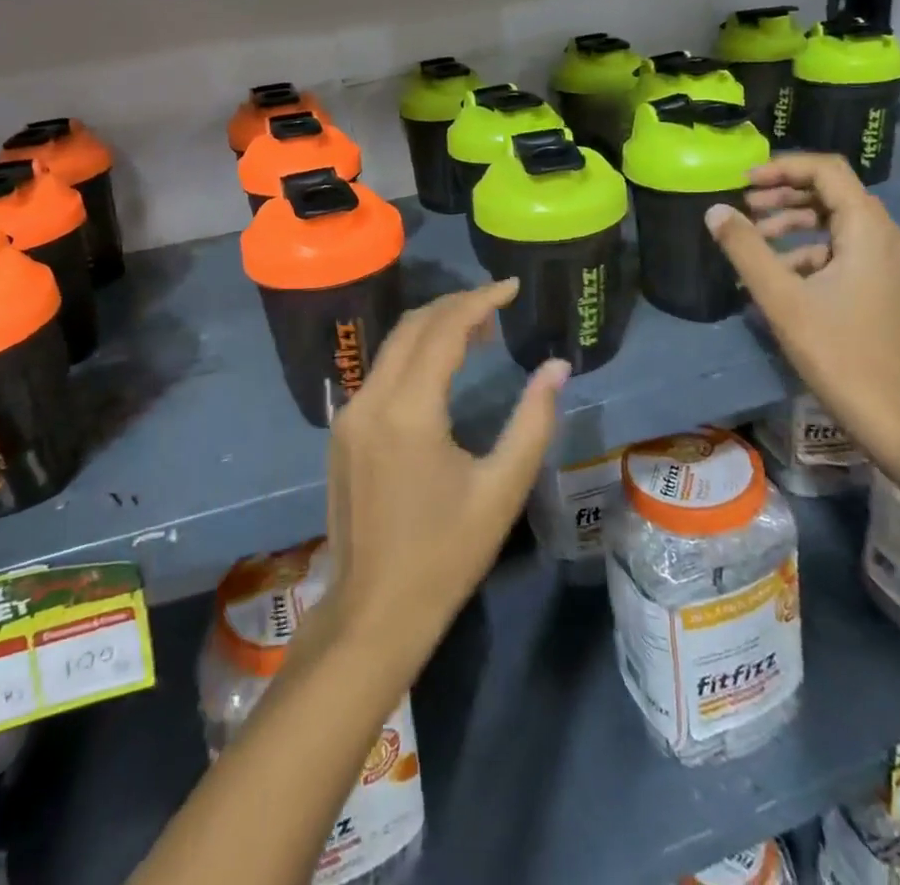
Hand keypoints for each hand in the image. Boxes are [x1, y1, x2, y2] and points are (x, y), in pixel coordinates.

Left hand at [321, 281, 566, 676]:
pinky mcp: (343, 430)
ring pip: (392, 346)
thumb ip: (533, 421)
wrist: (373, 611)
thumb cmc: (445, 555)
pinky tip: (441, 368)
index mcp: (408, 410)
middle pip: (412, 326)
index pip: (443, 330)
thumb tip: (557, 368)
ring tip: (479, 332)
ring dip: (433, 328)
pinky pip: (380, 372)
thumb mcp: (501, 489)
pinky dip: (413, 355)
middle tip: (499, 305)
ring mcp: (349, 414)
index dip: (480, 301)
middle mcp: (370, 399)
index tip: (512, 286)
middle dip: (456, 306)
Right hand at [705, 153, 899, 502]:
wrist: (887, 412)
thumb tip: (715, 210)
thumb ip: (745, 248)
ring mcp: (887, 261)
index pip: (827, 171)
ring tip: (753, 239)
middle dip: (784, 194)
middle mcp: (885, 236)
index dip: (783, 167)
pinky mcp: (881, 284)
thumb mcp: (780, 296)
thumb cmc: (835, 350)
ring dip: (792, 221)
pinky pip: (841, 248)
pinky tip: (775, 273)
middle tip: (745, 207)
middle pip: (832, 192)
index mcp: (868, 230)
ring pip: (835, 221)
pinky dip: (806, 249)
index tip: (744, 182)